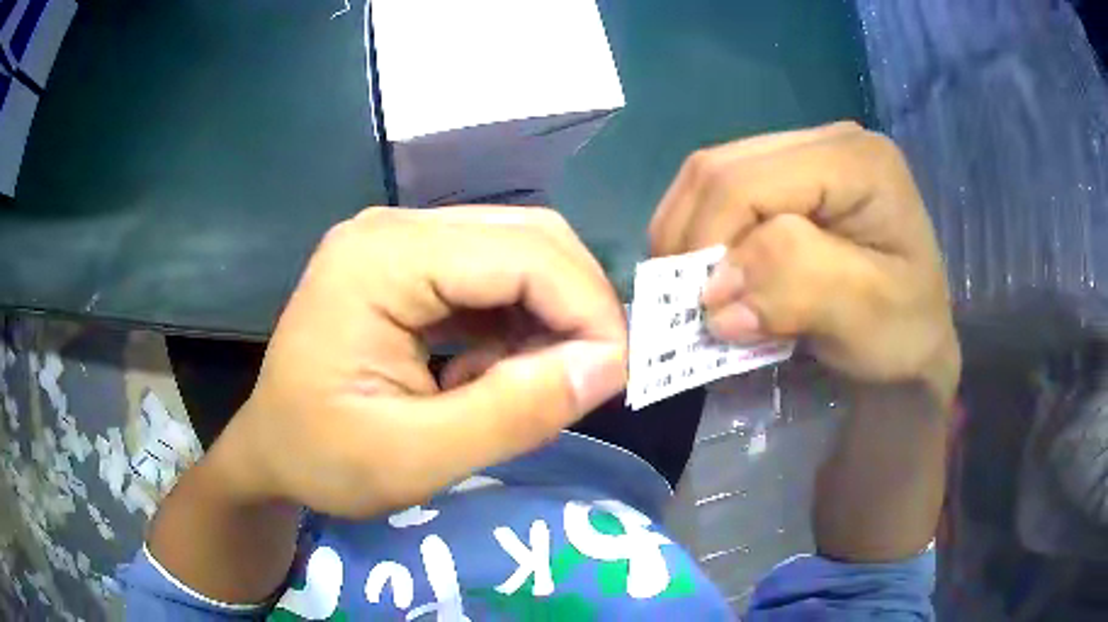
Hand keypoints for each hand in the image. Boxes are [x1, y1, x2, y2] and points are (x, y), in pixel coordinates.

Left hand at [210, 207, 627, 517]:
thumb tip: (610, 366)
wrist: (270, 450)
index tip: (618, 378)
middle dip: (576, 307)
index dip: (587, 310)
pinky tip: (496, 370)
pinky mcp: (407, 263)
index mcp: (380, 259)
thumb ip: (515, 413)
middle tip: (590, 379)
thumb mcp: (415, 458)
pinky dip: (518, 322)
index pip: (523, 254)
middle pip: (528, 237)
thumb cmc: (322, 460)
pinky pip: (491, 276)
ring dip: (549, 316)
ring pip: (518, 252)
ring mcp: (399, 241)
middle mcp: (393, 228)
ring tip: (534, 383)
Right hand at [649, 122, 957, 394]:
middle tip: (685, 299)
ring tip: (694, 286)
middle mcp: (828, 139)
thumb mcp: (865, 315)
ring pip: (712, 175)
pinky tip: (713, 268)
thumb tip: (717, 292)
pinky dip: (704, 233)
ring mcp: (808, 152)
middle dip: (690, 236)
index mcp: (856, 161)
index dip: (709, 239)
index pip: (749, 180)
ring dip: (690, 234)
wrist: (915, 337)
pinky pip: (724, 192)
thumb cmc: (903, 331)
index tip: (703, 310)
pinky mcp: (793, 175)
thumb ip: (798, 285)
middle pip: (721, 168)